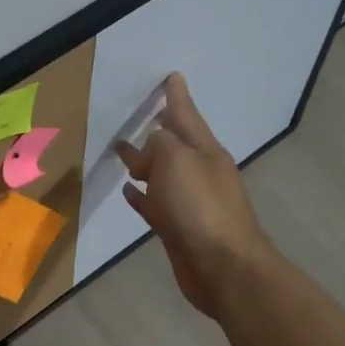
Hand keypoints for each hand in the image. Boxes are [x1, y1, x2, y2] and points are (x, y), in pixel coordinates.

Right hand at [115, 73, 274, 317]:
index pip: (186, 116)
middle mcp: (201, 173)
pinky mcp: (179, 229)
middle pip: (174, 145)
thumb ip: (159, 146)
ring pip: (162, 175)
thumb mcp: (176, 161)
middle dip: (157, 130)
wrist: (222, 268)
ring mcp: (191, 203)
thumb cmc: (200, 208)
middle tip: (139, 115)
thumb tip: (149, 153)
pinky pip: (155, 203)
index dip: (177, 97)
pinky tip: (128, 192)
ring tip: (123, 153)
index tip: (171, 77)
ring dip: (145, 164)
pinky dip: (142, 196)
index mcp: (205, 152)